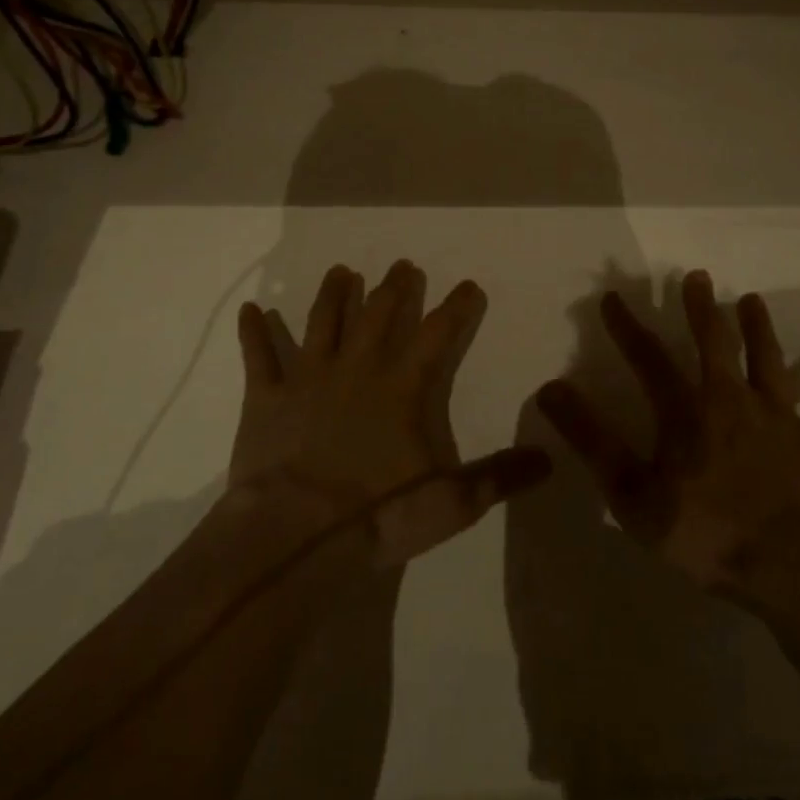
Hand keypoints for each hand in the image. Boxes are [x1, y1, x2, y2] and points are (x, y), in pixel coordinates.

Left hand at [233, 259, 551, 565]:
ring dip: (332, 294)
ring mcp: (307, 377)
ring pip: (322, 321)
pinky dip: (254, 332)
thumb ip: (499, 477)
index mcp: (401, 387)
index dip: (456, 307)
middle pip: (378, 314)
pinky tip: (251, 309)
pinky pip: (258, 356)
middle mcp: (357, 368)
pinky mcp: (265, 397)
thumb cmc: (376, 515)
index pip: (438, 334)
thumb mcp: (450, 503)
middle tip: (402, 266)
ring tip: (340, 271)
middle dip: (394, 288)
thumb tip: (548, 458)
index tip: (469, 285)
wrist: (293, 534)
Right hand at [536, 270, 799, 595]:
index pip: (648, 358)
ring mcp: (780, 419)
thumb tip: (550, 389)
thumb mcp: (634, 495)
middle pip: (715, 343)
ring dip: (762, 329)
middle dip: (702, 308)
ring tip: (753, 299)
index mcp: (687, 412)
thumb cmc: (710, 534)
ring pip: (770, 361)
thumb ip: (592, 440)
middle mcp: (732, 400)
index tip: (611, 298)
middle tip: (697, 275)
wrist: (797, 569)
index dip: (627, 327)